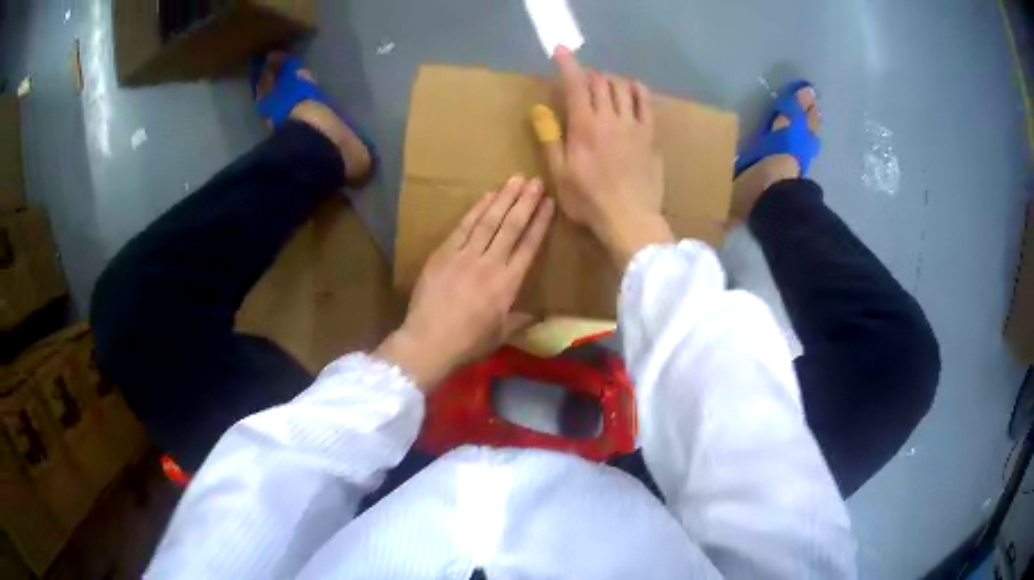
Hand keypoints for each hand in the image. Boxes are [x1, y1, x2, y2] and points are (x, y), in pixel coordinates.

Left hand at [376, 176, 554, 390]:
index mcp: (508, 284)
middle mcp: (490, 264)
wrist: (428, 341)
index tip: (549, 204)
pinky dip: (477, 209)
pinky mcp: (444, 253)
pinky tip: (487, 196)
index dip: (540, 223)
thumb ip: (518, 320)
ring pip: (489, 220)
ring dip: (504, 198)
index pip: (529, 246)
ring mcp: (465, 255)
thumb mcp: (499, 335)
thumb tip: (537, 316)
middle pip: (511, 226)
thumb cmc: (467, 343)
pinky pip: (464, 226)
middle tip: (536, 181)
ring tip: (516, 179)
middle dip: (525, 201)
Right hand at [540, 46, 673, 268]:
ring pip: (622, 87)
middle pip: (600, 82)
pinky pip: (646, 102)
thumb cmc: (589, 201)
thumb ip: (550, 138)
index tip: (560, 50)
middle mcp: (609, 117)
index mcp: (583, 125)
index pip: (575, 84)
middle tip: (582, 82)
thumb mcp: (559, 173)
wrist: (630, 219)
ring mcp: (633, 124)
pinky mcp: (650, 134)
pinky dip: (637, 90)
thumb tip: (539, 110)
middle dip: (589, 75)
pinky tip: (632, 90)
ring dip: (610, 81)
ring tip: (605, 87)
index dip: (567, 64)